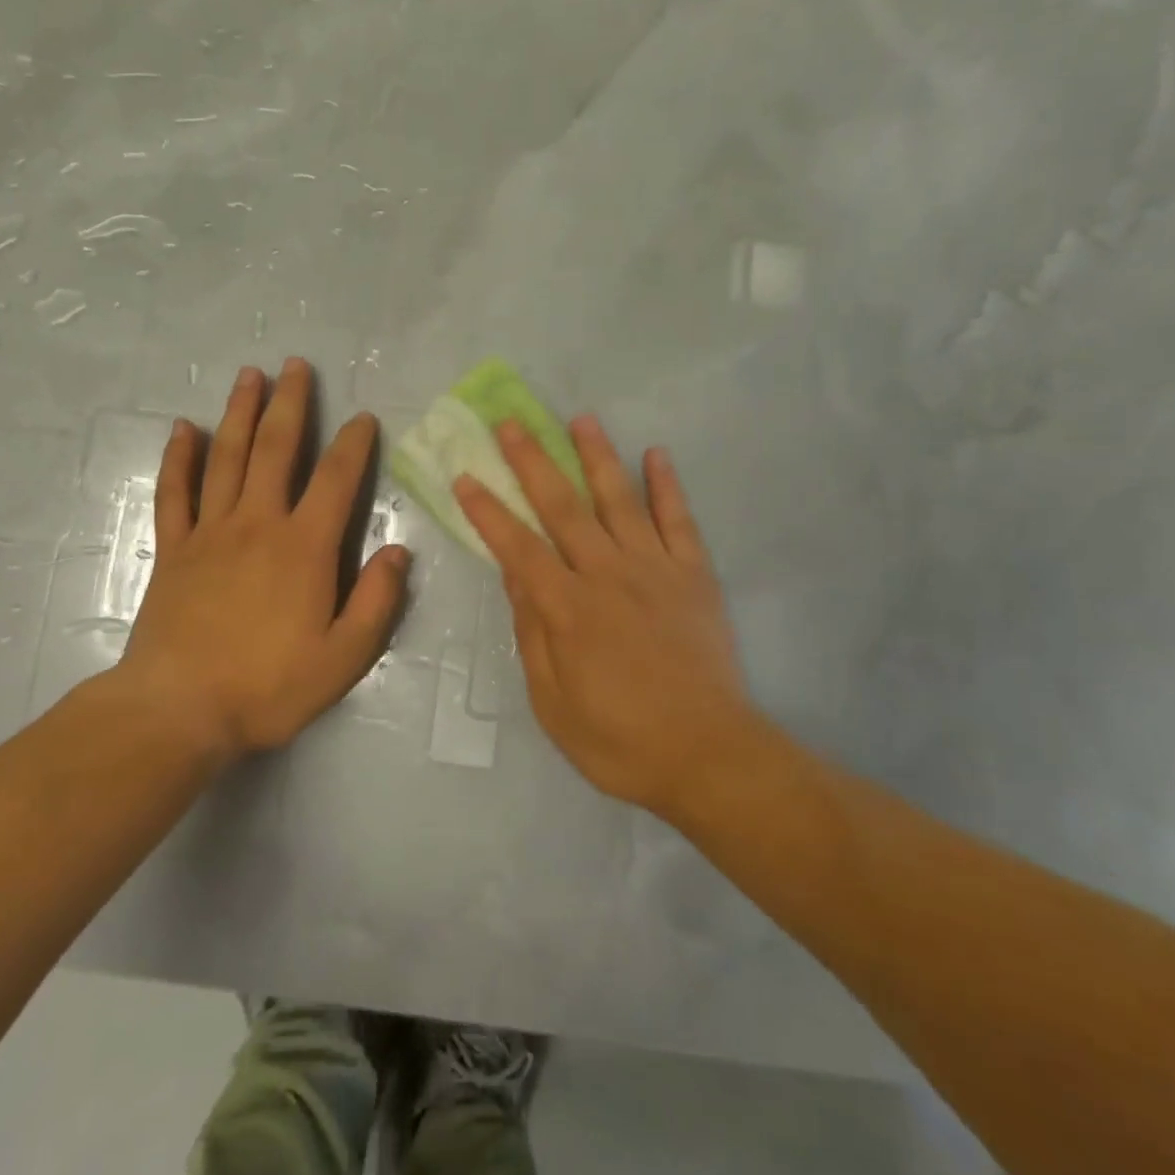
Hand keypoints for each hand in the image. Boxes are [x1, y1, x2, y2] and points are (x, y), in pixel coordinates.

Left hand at [108, 358, 411, 760]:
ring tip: (249, 376)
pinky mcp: (174, 550)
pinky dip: (179, 458)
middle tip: (295, 365)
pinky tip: (183, 429)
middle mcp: (257, 524)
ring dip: (239, 413)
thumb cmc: (269, 686)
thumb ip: (377, 601)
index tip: (362, 417)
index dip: (353, 444)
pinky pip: (175, 492)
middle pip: (275, 450)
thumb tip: (399, 551)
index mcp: (304, 548)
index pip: (336, 480)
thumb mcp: (344, 657)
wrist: (179, 710)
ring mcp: (210, 533)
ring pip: (226, 458)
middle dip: (289, 405)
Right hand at [453, 416, 759, 814]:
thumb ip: (533, 634)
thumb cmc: (620, 740)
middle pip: (563, 507)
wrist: (709, 755)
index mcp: (568, 608)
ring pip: (620, 500)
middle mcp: (608, 574)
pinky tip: (656, 454)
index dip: (488, 511)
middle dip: (533, 462)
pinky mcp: (694, 576)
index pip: (518, 547)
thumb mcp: (554, 702)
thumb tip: (515, 578)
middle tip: (512, 423)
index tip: (466, 476)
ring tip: (580, 419)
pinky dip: (667, 485)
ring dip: (597, 456)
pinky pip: (679, 520)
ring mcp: (655, 569)